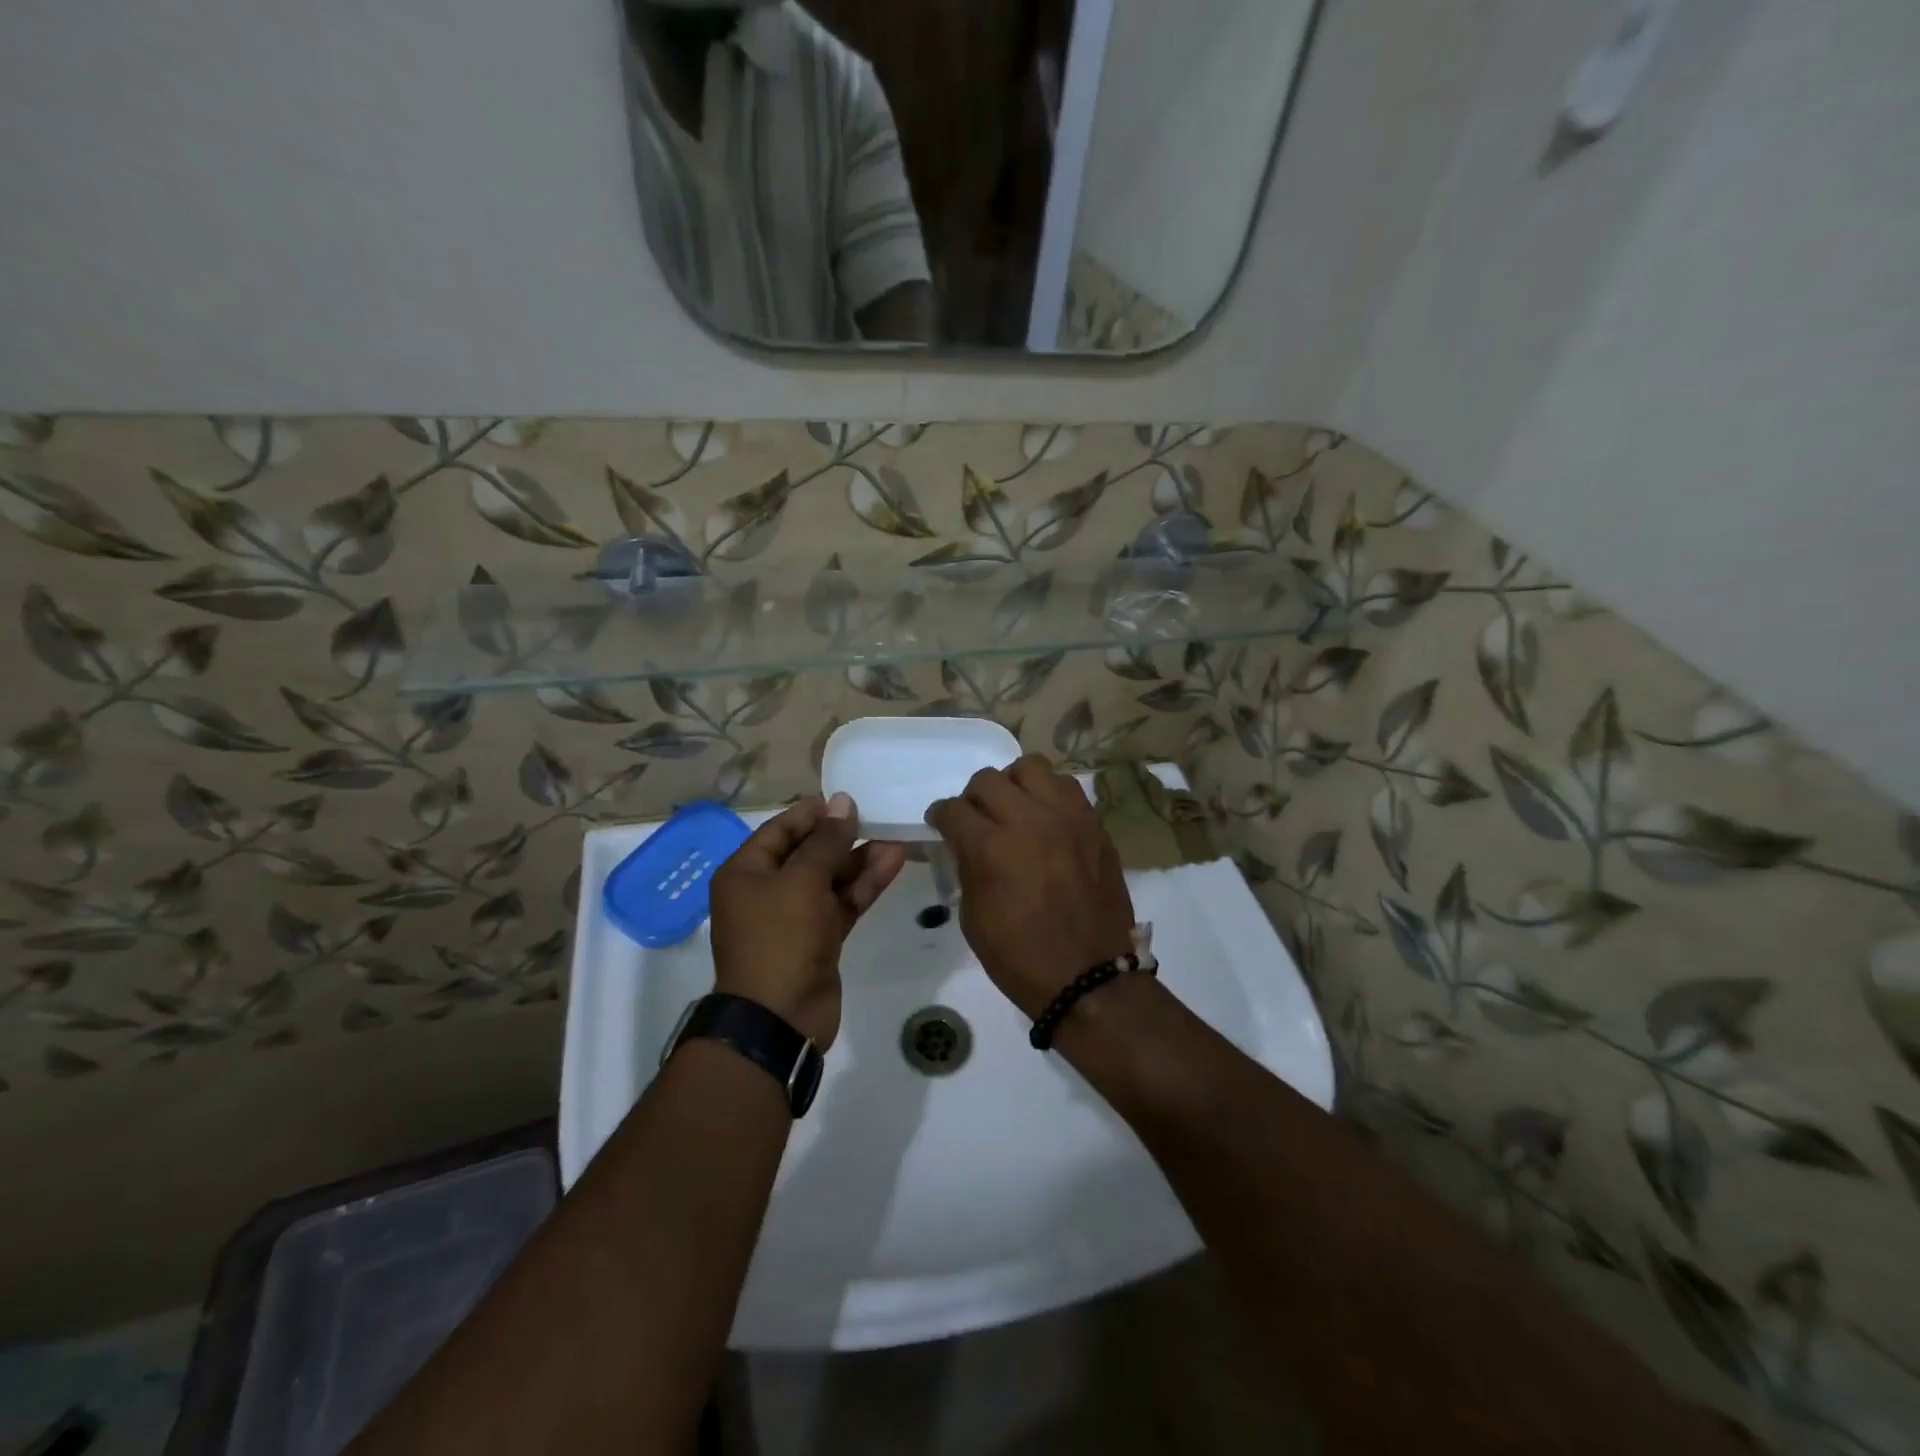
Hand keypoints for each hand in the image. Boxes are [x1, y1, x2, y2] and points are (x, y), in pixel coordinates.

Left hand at [709, 793, 906, 1050]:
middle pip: (807, 853)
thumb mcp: (803, 881)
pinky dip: (864, 886)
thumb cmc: (780, 938)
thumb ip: (826, 841)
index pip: (780, 830)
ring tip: (896, 838)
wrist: (780, 1018)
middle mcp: (766, 891)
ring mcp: (794, 917)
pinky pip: (842, 903)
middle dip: (843, 837)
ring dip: (860, 860)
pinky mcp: (818, 939)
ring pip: (830, 879)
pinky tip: (893, 863)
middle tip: (877, 818)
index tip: (847, 800)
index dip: (813, 813)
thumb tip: (842, 802)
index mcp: (745, 872)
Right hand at [926, 755, 1134, 1020]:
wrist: (1089, 978)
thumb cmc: (1021, 957)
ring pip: (1032, 767)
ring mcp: (1067, 818)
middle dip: (973, 798)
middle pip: (988, 780)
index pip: (953, 809)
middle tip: (977, 820)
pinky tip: (1046, 818)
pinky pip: (1067, 787)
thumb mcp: (973, 917)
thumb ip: (968, 867)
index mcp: (992, 848)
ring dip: (1014, 784)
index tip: (941, 824)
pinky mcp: (1094, 824)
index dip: (940, 816)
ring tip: (1015, 809)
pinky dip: (1049, 795)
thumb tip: (966, 844)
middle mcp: (1029, 821)